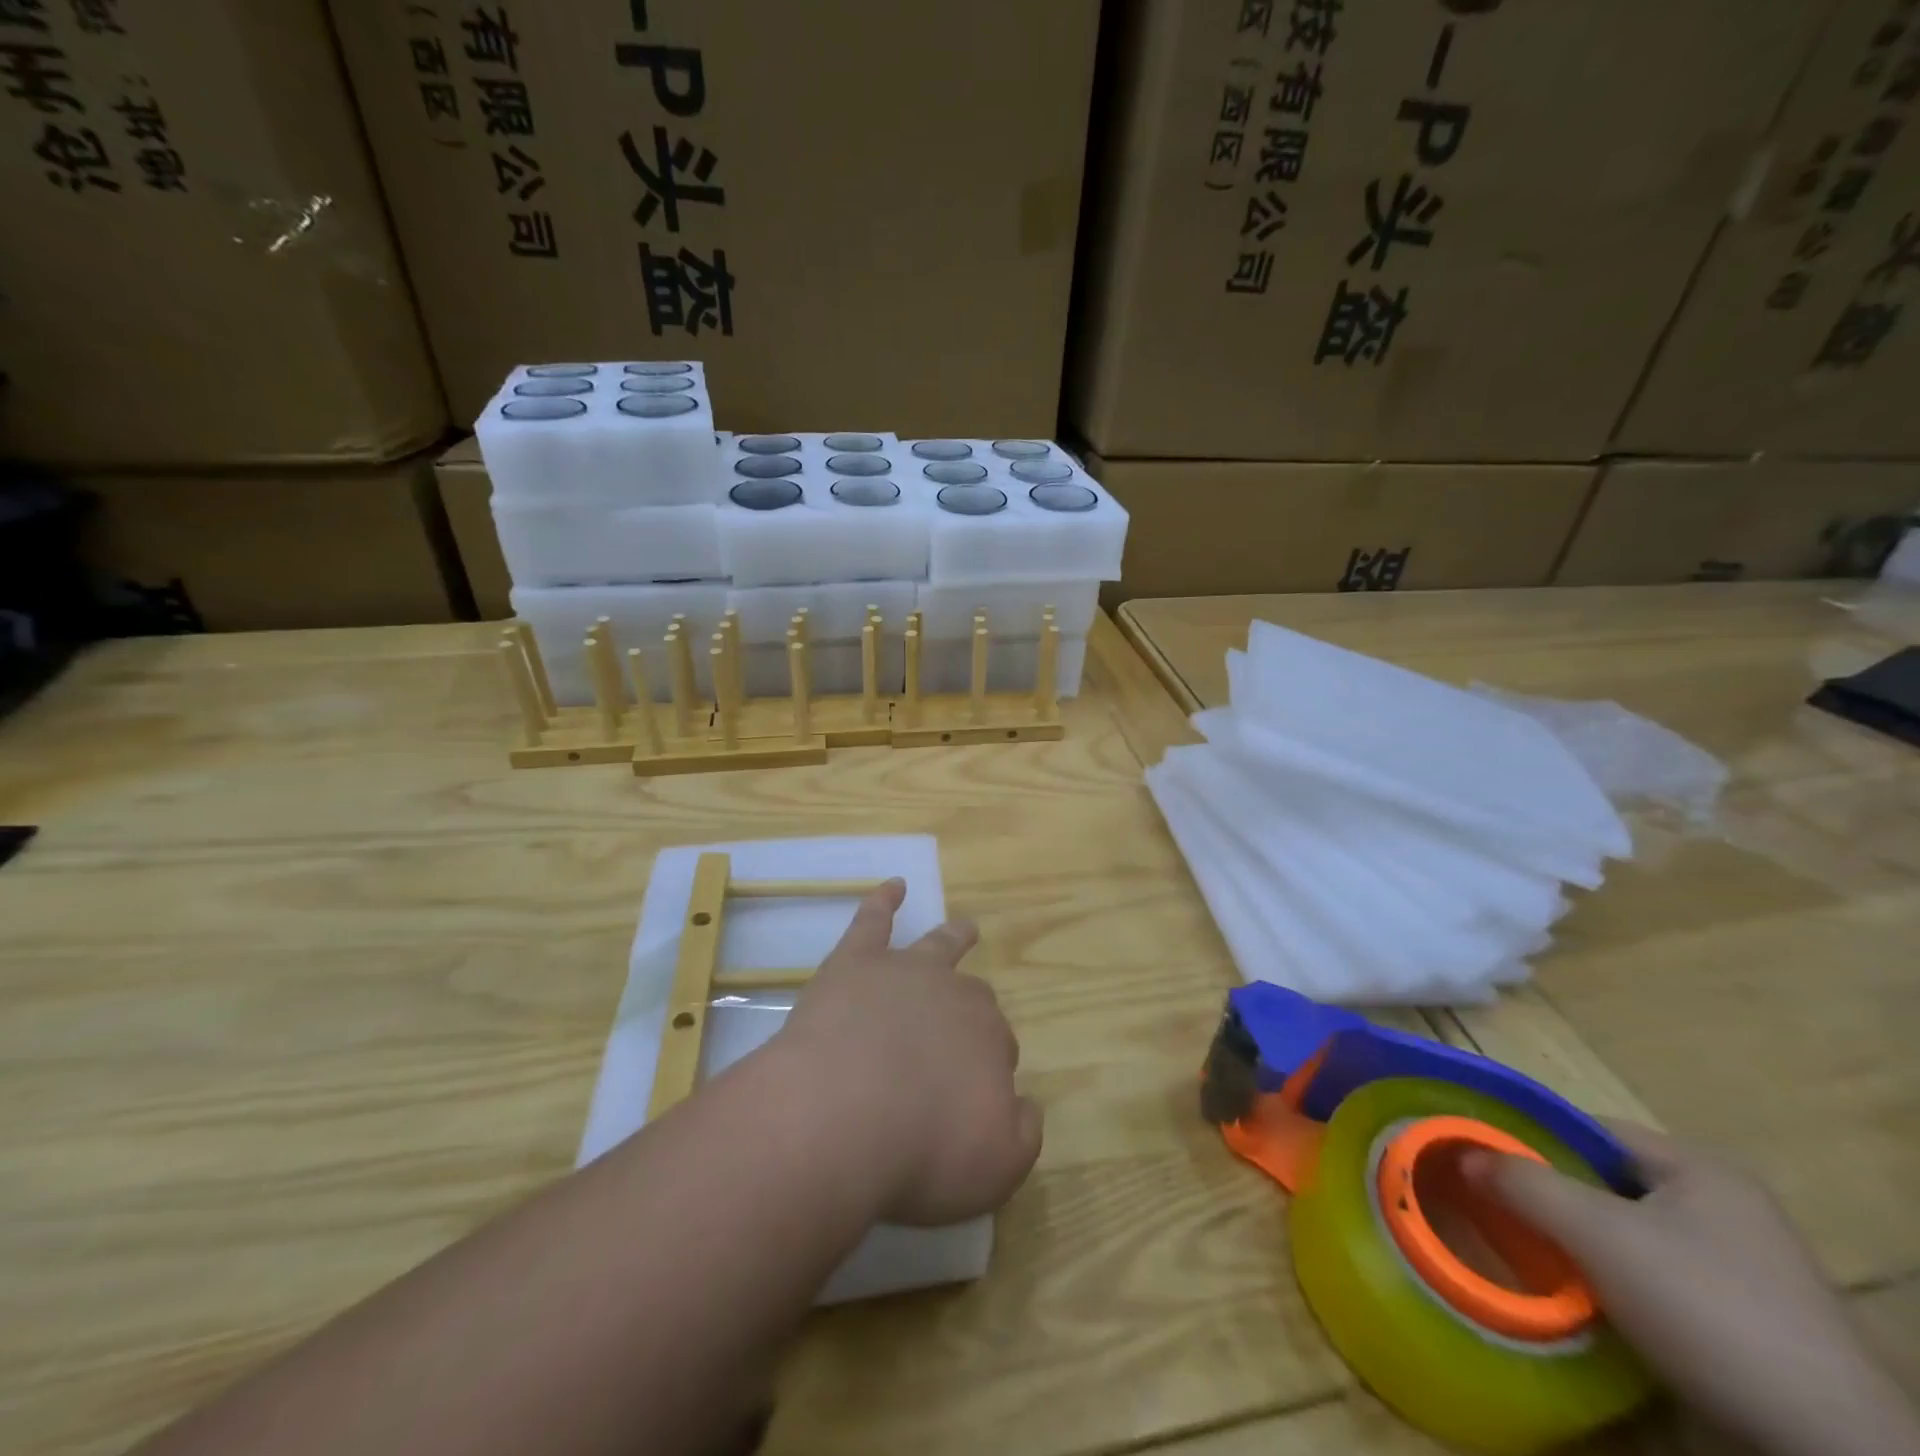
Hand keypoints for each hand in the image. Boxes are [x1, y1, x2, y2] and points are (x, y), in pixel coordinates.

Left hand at [774, 879, 1042, 1226]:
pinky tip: (892, 887)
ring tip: (965, 926)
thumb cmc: (921, 1151)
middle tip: (955, 1043)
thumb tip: (1026, 1105)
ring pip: (939, 947)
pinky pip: (873, 920)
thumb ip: (1023, 1133)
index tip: (971, 1098)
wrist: (841, 1117)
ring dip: (953, 937)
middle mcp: (955, 997)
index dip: (988, 1071)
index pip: (1000, 1048)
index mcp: (991, 1041)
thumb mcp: (997, 1168)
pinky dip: (884, 901)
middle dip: (972, 1014)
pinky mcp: (856, 963)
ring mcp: (905, 973)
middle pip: (972, 998)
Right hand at [1465, 1124, 1919, 1455]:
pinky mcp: (1749, 1321)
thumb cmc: (1702, 1306)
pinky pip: (1658, 1277)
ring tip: (1533, 1253)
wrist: (1826, 1447)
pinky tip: (1589, 1300)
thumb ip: (1522, 1182)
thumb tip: (1462, 1153)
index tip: (1487, 1160)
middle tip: (1501, 1208)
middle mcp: (1726, 1205)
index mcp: (1700, 1168)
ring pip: (1630, 1233)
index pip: (1592, 1129)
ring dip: (1581, 1242)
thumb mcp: (1595, 1232)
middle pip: (1609, 1182)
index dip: (1534, 1138)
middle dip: (1554, 1194)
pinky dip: (1616, 1281)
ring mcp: (1745, 1267)